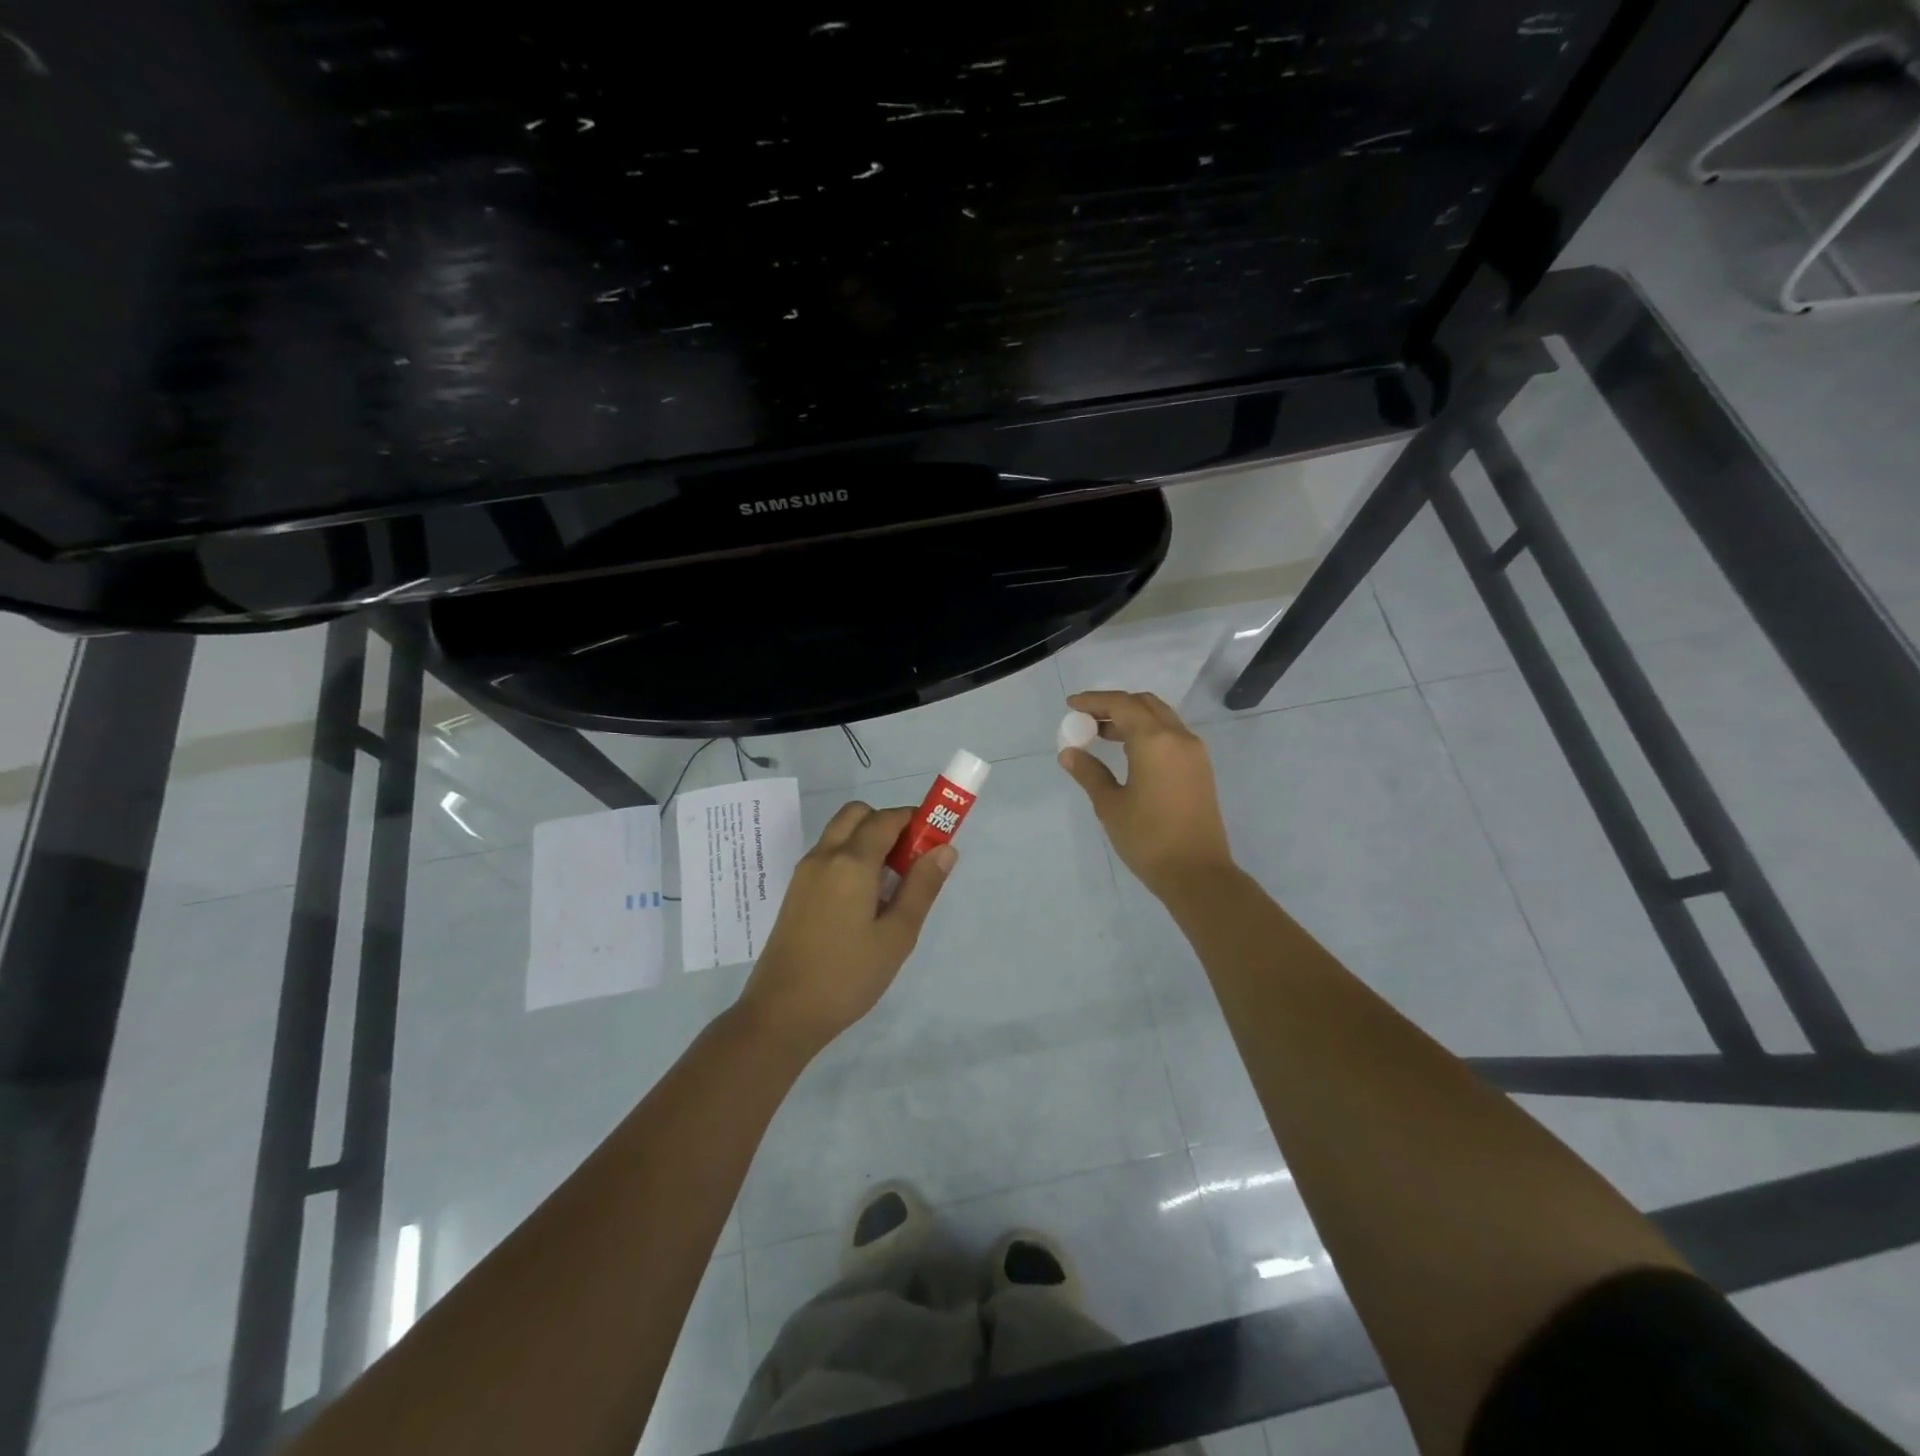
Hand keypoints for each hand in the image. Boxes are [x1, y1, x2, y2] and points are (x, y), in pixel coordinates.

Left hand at [736, 802, 954, 1057]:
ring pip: (840, 833)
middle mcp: (824, 856)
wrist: (782, 1013)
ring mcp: (805, 872)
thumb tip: (944, 848)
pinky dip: (851, 857)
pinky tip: (865, 901)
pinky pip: (828, 855)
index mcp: (851, 862)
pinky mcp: (796, 891)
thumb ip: (922, 887)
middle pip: (858, 815)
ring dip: (868, 840)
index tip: (936, 840)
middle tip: (910, 860)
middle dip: (888, 824)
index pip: (887, 818)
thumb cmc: (848, 975)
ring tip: (891, 885)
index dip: (916, 820)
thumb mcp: (897, 935)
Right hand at [1058, 691, 1234, 898]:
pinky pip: (1171, 736)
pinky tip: (1129, 753)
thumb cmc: (1148, 838)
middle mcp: (1178, 737)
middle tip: (1087, 720)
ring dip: (1132, 719)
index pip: (1121, 704)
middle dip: (1114, 706)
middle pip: (1144, 704)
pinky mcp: (1200, 769)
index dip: (1094, 701)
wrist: (1197, 873)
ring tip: (1102, 735)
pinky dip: (1148, 733)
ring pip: (1160, 718)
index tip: (1071, 705)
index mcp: (1154, 741)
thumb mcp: (1110, 805)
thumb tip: (1069, 753)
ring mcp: (1194, 753)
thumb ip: (1089, 773)